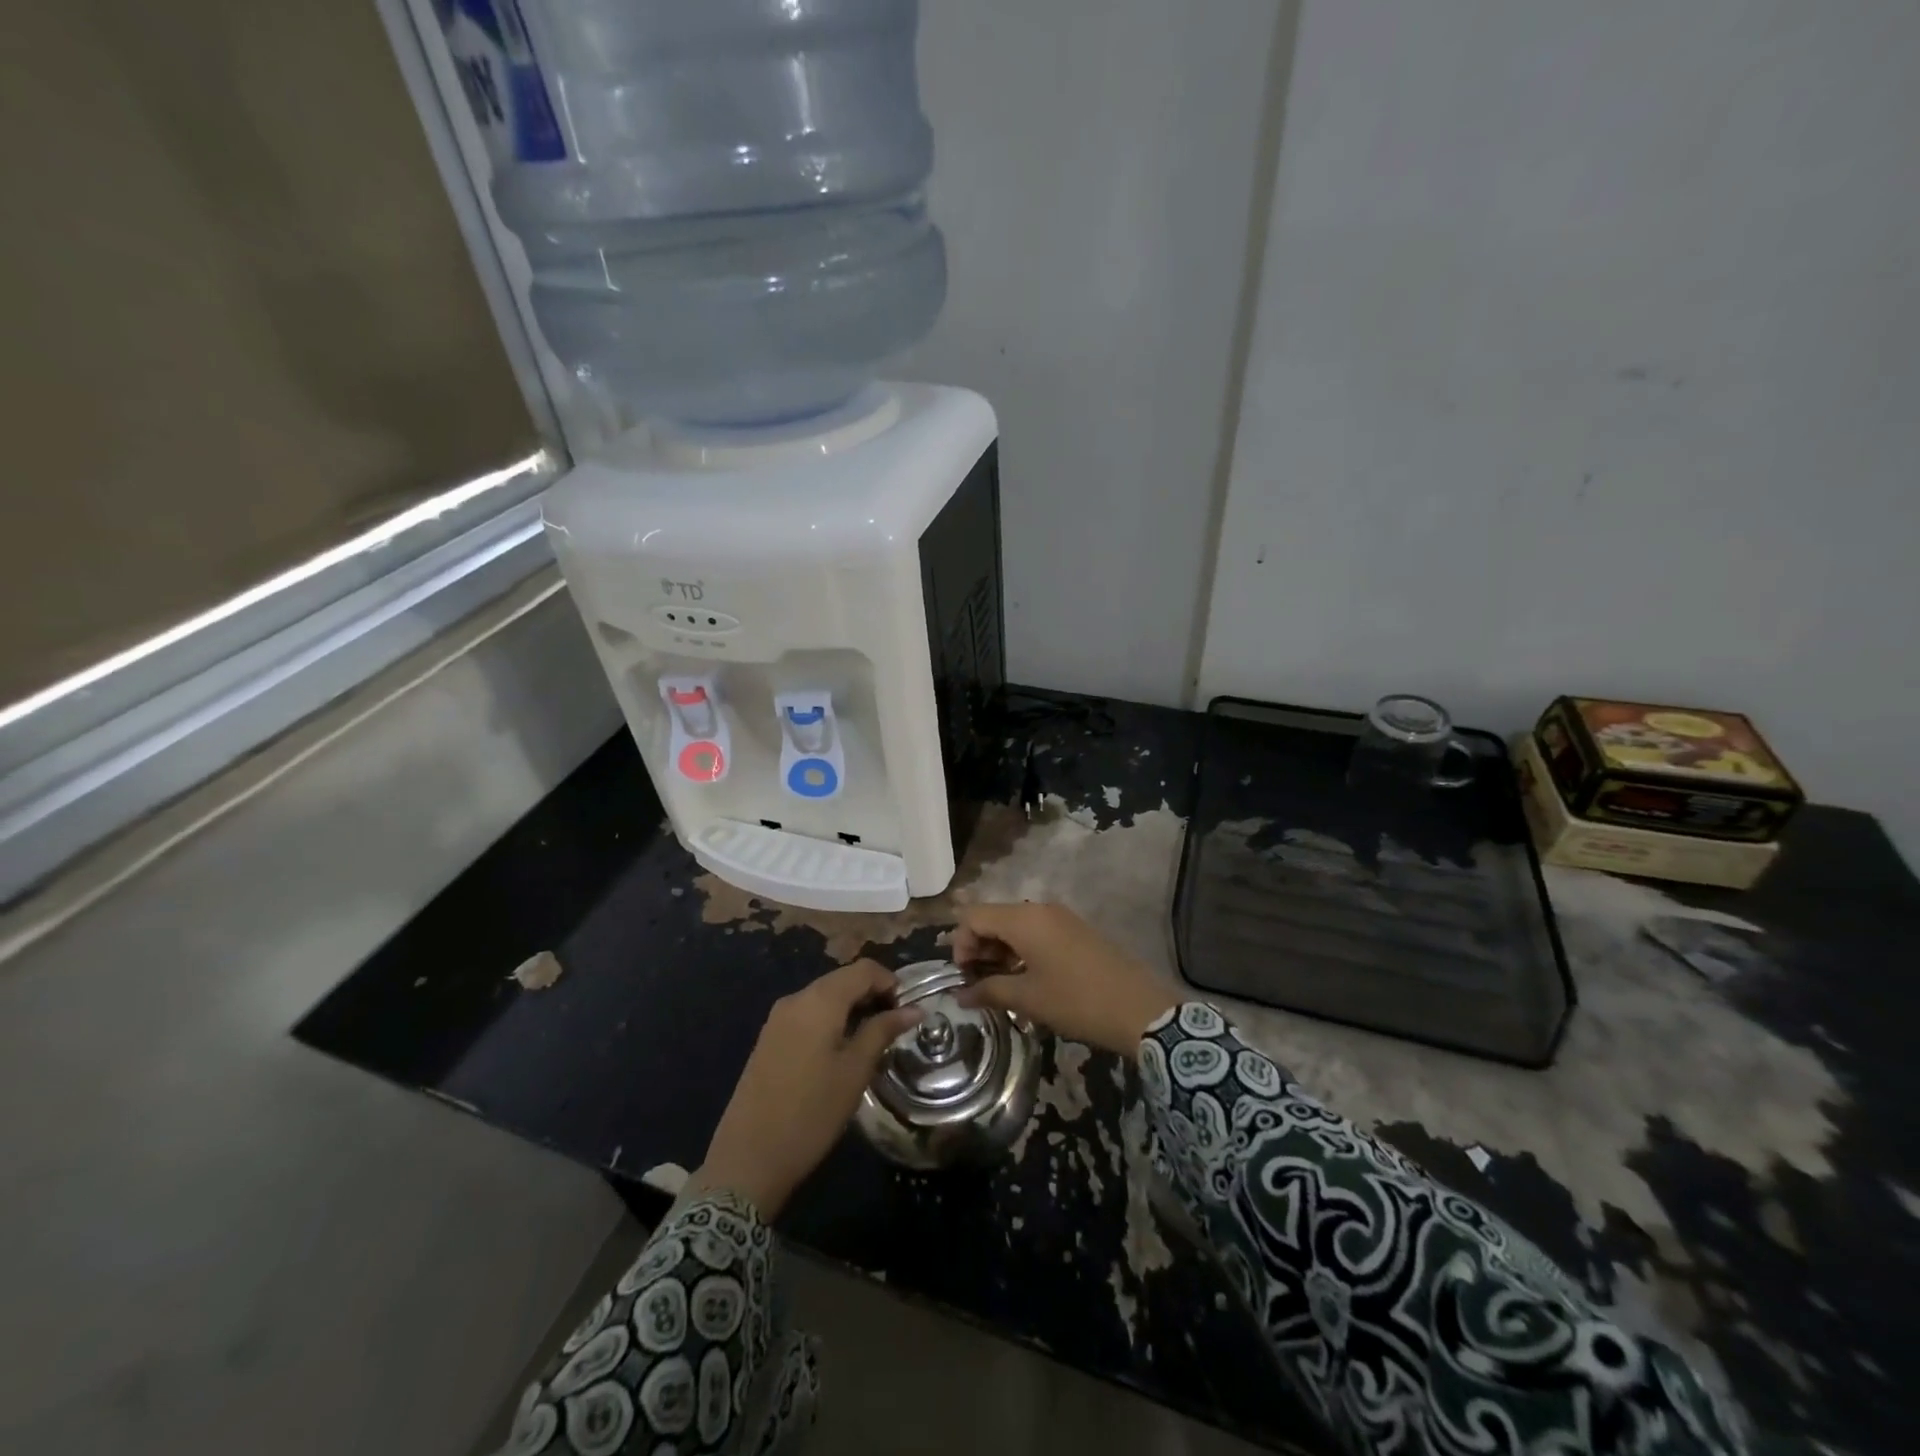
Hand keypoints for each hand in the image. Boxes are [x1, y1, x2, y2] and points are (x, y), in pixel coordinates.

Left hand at [694, 961, 920, 1218]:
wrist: (748, 1159)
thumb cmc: (811, 1112)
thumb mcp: (855, 1071)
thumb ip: (883, 1031)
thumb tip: (913, 1009)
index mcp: (819, 1000)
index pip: (864, 969)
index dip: (890, 983)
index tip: (907, 1012)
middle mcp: (796, 998)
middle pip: (843, 979)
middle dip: (872, 995)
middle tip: (894, 1028)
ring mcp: (778, 1018)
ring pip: (825, 997)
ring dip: (852, 1009)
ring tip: (872, 1042)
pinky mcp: (769, 1038)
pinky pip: (808, 1014)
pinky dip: (831, 1021)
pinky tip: (841, 1052)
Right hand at [950, 903, 1180, 1055]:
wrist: (1141, 1008)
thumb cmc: (1077, 1001)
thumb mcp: (1028, 999)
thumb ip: (988, 990)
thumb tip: (960, 995)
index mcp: (1024, 919)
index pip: (974, 916)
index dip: (960, 943)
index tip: (963, 976)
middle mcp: (1040, 909)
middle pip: (994, 916)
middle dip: (978, 947)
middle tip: (978, 983)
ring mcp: (1061, 918)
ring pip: (1015, 924)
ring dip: (1000, 950)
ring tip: (999, 984)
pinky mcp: (1075, 931)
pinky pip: (1036, 931)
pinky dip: (1021, 950)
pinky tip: (1025, 978)